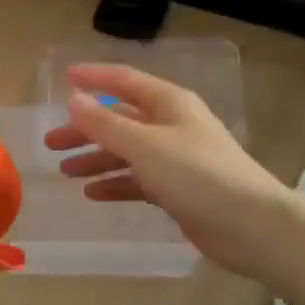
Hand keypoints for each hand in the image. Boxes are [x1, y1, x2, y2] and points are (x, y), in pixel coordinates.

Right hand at [42, 63, 285, 278]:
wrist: (252, 226)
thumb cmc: (197, 174)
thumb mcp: (144, 145)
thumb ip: (105, 123)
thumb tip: (73, 99)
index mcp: (169, 104)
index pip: (124, 81)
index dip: (93, 77)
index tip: (63, 79)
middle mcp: (172, 125)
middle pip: (120, 119)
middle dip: (86, 129)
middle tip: (51, 143)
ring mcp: (176, 159)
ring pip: (127, 152)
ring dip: (96, 159)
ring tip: (65, 172)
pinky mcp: (178, 189)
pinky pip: (138, 180)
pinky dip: (115, 183)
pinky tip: (93, 194)